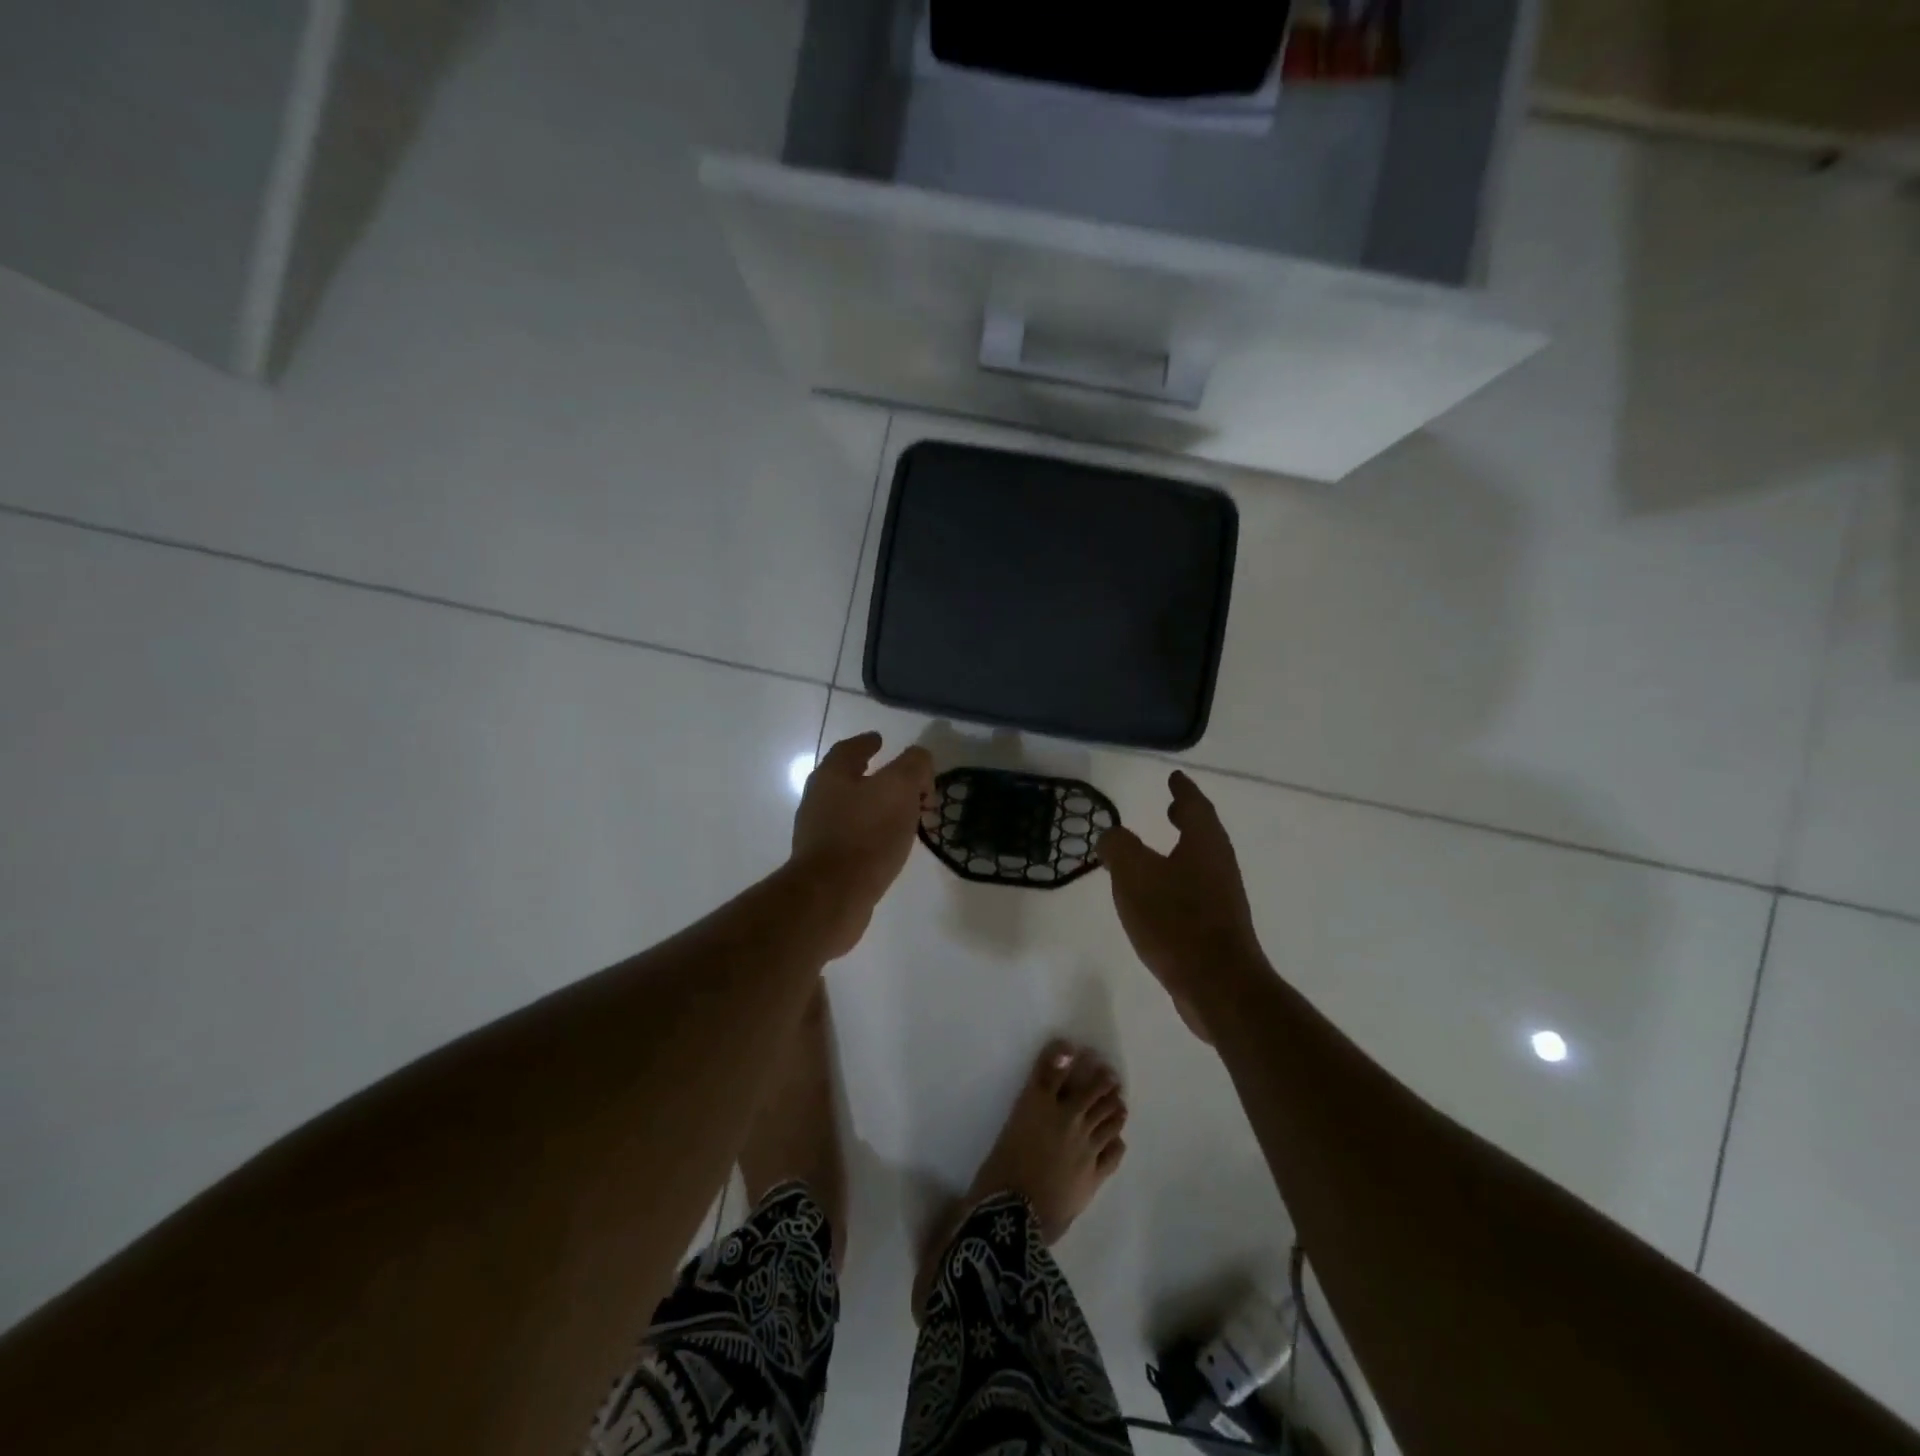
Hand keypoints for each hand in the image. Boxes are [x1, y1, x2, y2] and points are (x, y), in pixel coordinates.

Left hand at [790, 732, 934, 954]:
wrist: (832, 896)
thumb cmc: (866, 834)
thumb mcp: (900, 787)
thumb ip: (914, 765)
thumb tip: (919, 760)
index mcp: (832, 776)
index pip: (849, 749)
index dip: (867, 742)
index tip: (881, 740)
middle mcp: (819, 800)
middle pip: (850, 779)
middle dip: (879, 778)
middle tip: (908, 784)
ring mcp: (819, 833)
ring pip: (854, 810)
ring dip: (879, 808)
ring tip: (906, 816)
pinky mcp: (826, 863)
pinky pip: (854, 838)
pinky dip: (874, 834)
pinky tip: (890, 845)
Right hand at [1099, 771, 1263, 1041]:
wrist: (1217, 985)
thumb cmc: (1175, 920)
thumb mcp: (1133, 874)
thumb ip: (1118, 847)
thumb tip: (1112, 836)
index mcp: (1204, 844)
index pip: (1195, 805)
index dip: (1183, 790)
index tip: (1175, 777)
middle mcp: (1219, 865)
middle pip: (1204, 832)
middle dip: (1187, 817)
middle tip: (1172, 807)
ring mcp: (1222, 898)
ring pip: (1201, 862)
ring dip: (1183, 849)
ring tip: (1159, 849)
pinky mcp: (1218, 927)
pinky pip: (1196, 889)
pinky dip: (1179, 879)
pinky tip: (1158, 896)